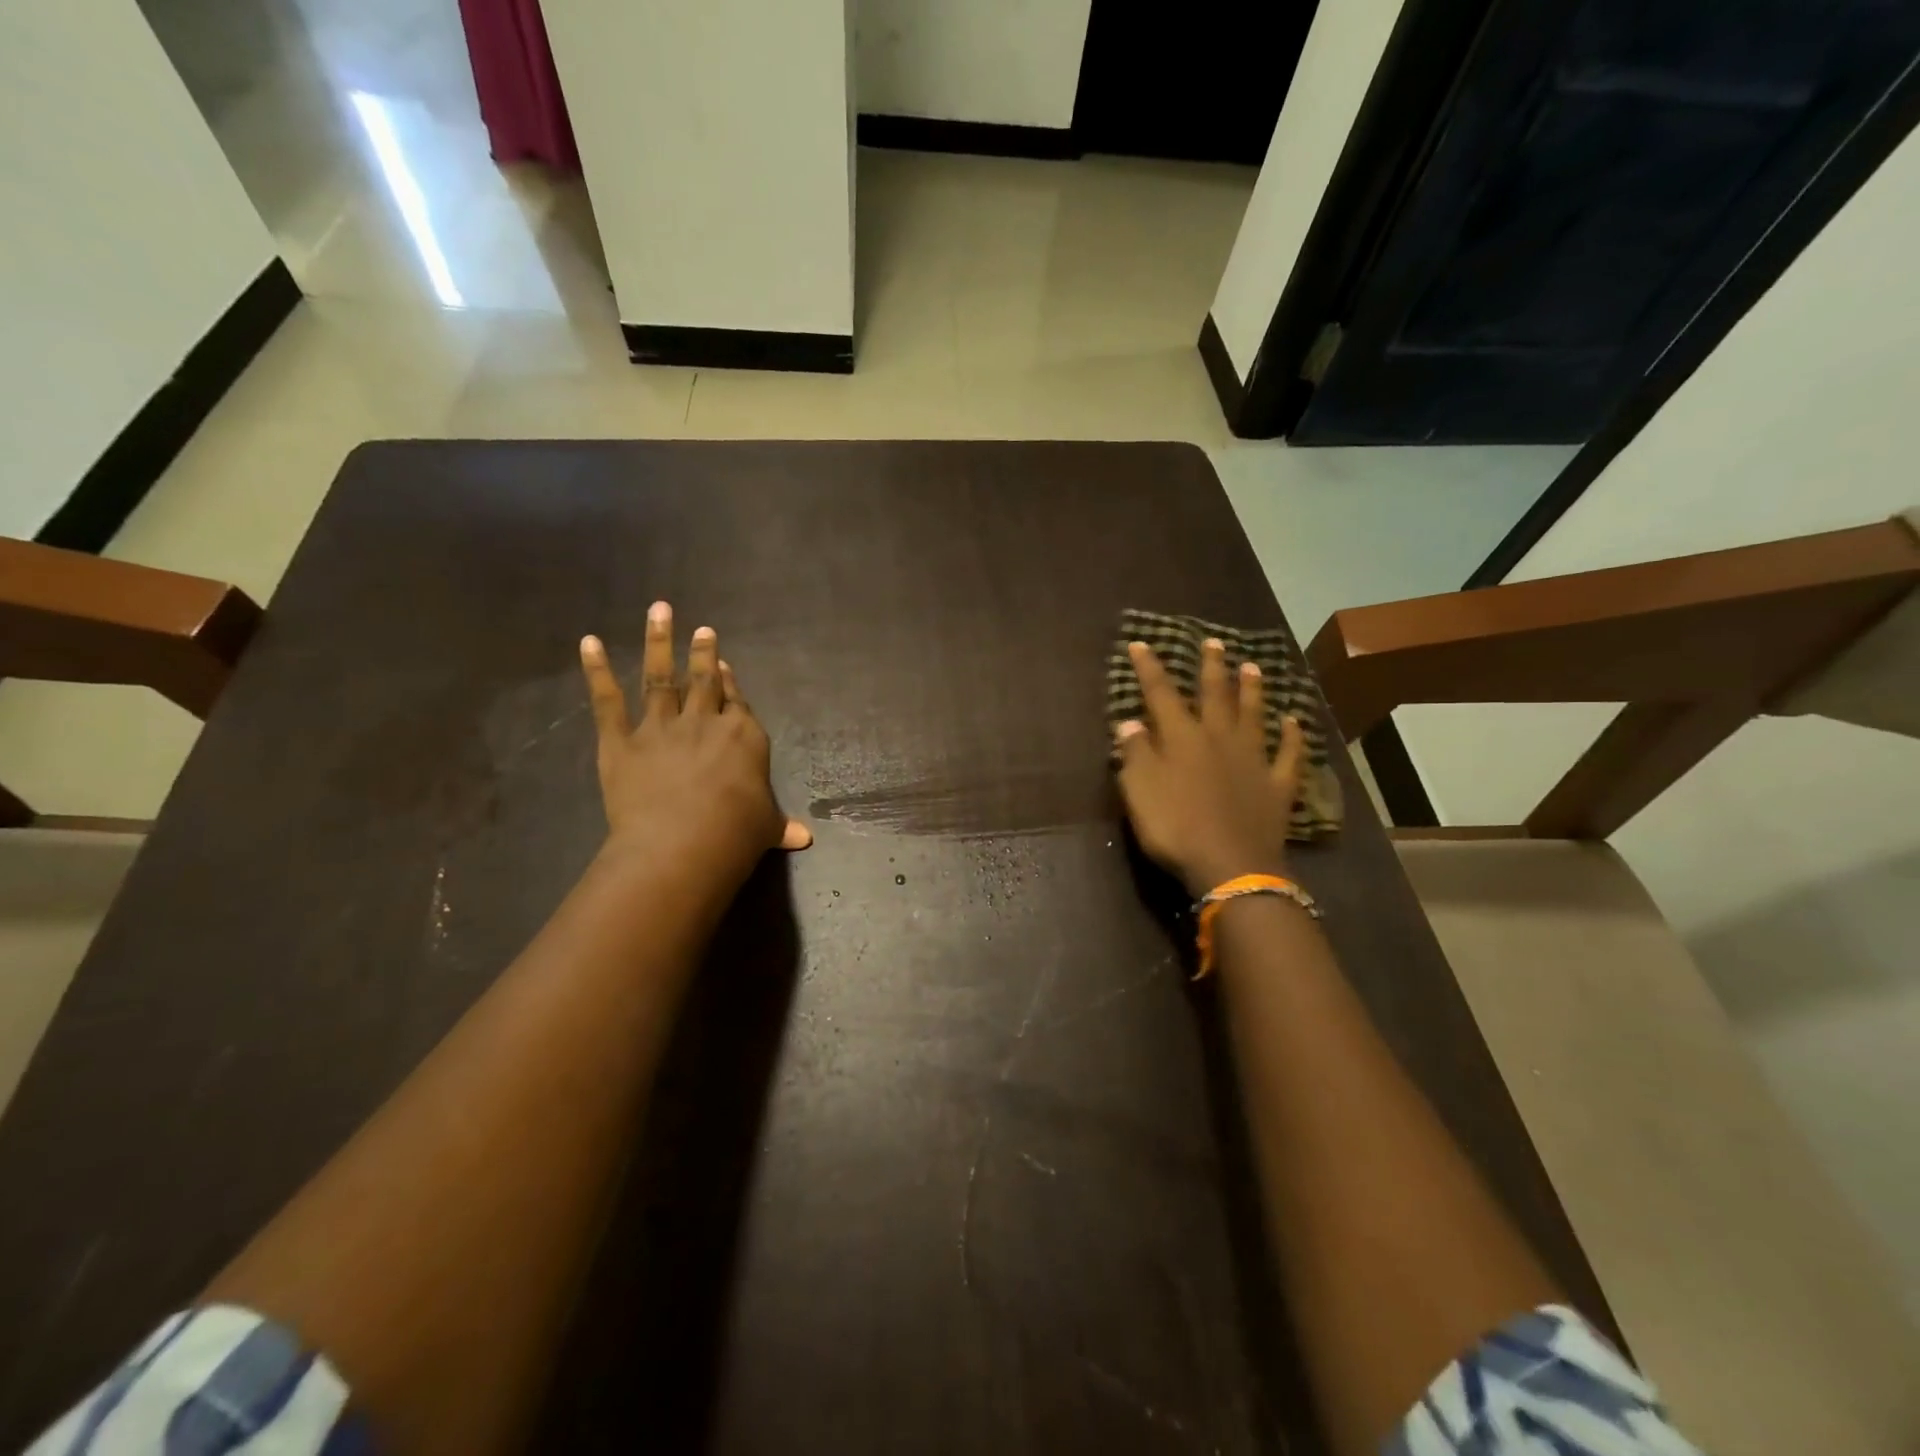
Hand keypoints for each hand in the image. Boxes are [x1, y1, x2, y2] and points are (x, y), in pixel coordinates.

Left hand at [580, 603, 811, 889]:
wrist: (682, 843)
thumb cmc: (734, 833)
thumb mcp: (765, 827)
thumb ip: (781, 825)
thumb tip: (804, 838)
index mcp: (743, 737)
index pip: (738, 702)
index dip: (731, 682)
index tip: (724, 662)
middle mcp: (704, 723)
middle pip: (704, 681)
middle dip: (703, 653)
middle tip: (702, 628)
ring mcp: (660, 728)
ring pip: (661, 678)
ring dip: (659, 643)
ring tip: (659, 611)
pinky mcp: (621, 742)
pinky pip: (607, 702)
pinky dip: (596, 671)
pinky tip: (589, 643)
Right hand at [1114, 637, 1305, 897]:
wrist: (1230, 865)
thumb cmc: (1175, 827)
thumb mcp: (1140, 791)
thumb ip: (1134, 753)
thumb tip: (1129, 722)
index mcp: (1182, 738)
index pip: (1161, 694)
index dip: (1150, 668)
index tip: (1140, 644)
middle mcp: (1219, 738)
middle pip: (1215, 695)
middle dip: (1211, 667)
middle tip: (1214, 642)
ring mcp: (1253, 760)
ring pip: (1253, 715)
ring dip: (1252, 690)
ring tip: (1252, 667)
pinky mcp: (1278, 785)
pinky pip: (1289, 754)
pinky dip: (1293, 736)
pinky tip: (1295, 721)